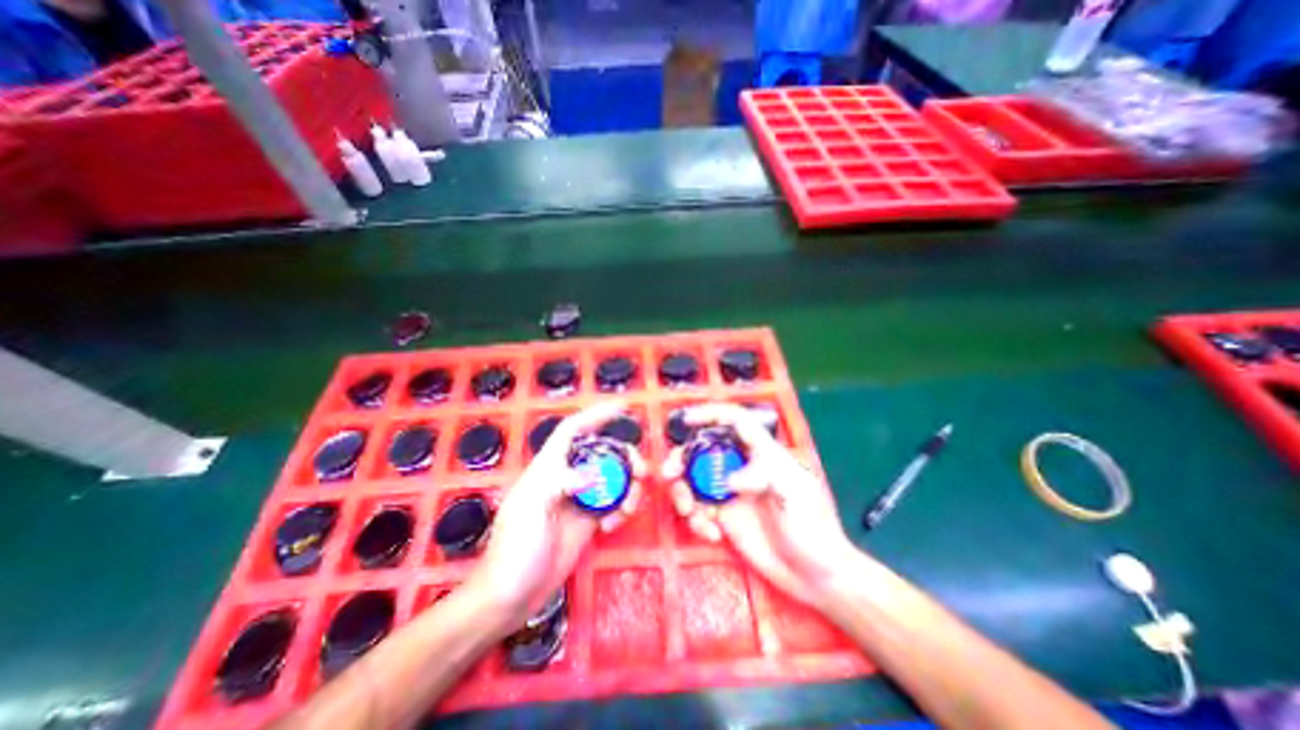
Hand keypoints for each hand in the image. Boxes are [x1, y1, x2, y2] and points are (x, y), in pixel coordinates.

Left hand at [473, 402, 642, 623]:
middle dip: (625, 457)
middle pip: (602, 453)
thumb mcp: (530, 509)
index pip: (572, 430)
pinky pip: (613, 503)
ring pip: (612, 478)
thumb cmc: (514, 548)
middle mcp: (567, 477)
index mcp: (548, 467)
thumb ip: (559, 483)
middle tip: (642, 471)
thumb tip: (593, 474)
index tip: (622, 408)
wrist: (511, 595)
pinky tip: (613, 526)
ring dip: (628, 487)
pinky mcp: (588, 521)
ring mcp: (579, 499)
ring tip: (629, 506)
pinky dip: (621, 509)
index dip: (595, 415)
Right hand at [660, 402, 859, 612]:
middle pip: (703, 450)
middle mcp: (741, 467)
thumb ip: (765, 477)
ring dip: (683, 492)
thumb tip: (728, 480)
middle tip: (669, 474)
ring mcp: (730, 493)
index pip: (736, 422)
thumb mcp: (796, 495)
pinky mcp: (724, 517)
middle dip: (682, 458)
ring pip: (694, 479)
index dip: (711, 414)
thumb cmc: (813, 528)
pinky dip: (696, 519)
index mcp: (762, 453)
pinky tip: (711, 534)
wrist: (815, 576)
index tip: (687, 421)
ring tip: (690, 512)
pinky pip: (698, 509)